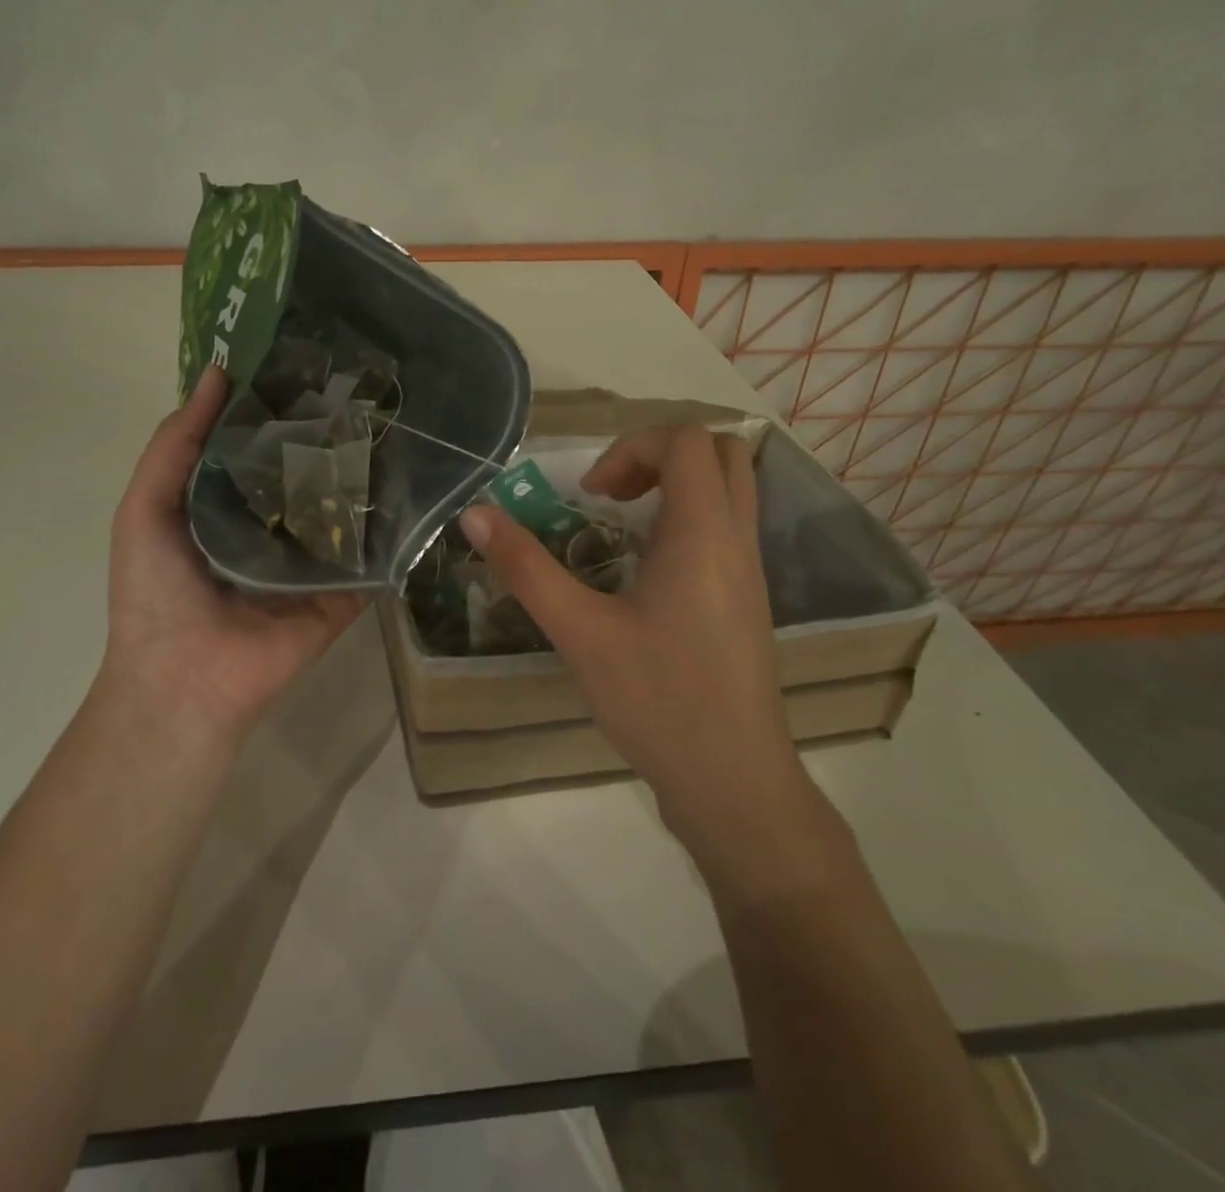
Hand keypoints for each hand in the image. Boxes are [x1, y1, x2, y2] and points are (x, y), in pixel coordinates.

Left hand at [95, 367, 364, 740]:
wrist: (184, 679)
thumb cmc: (155, 591)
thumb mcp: (145, 506)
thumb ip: (175, 444)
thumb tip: (218, 375)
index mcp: (227, 505)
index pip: (259, 446)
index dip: (277, 407)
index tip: (309, 363)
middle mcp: (274, 527)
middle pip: (307, 473)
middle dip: (329, 436)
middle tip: (366, 388)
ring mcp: (313, 561)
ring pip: (344, 510)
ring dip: (366, 475)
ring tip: (400, 424)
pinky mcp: (344, 592)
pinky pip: (371, 557)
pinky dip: (391, 530)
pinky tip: (420, 486)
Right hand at [458, 426, 803, 846]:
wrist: (734, 783)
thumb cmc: (659, 701)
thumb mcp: (580, 632)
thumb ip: (526, 568)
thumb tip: (475, 515)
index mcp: (703, 534)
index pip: (685, 441)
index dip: (631, 448)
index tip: (590, 496)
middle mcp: (736, 540)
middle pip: (718, 452)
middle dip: (658, 455)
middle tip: (611, 495)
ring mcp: (749, 571)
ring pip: (728, 490)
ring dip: (674, 486)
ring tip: (621, 527)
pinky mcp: (747, 600)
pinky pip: (726, 528)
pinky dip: (687, 519)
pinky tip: (643, 570)